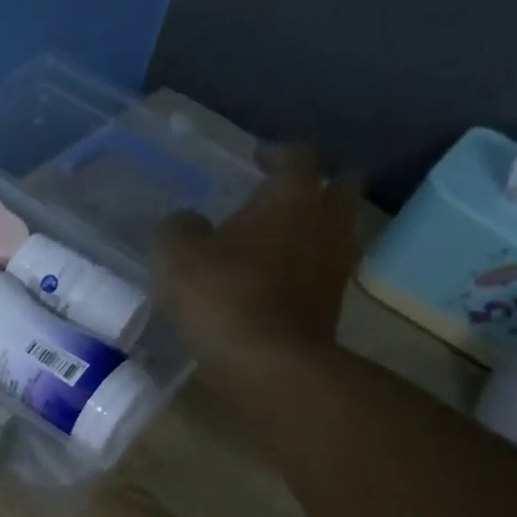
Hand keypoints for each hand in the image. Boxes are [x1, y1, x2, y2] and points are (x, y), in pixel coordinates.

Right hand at [152, 144, 362, 375]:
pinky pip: (325, 272)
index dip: (276, 153)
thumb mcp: (176, 255)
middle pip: (340, 188)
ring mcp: (337, 266)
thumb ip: (179, 227)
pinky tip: (279, 280)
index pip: (297, 156)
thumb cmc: (221, 294)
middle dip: (318, 185)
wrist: (268, 363)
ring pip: (338, 232)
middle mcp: (326, 222)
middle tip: (286, 194)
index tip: (258, 158)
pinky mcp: (334, 306)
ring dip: (316, 229)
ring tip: (282, 239)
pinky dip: (308, 268)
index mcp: (292, 195)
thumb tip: (189, 222)